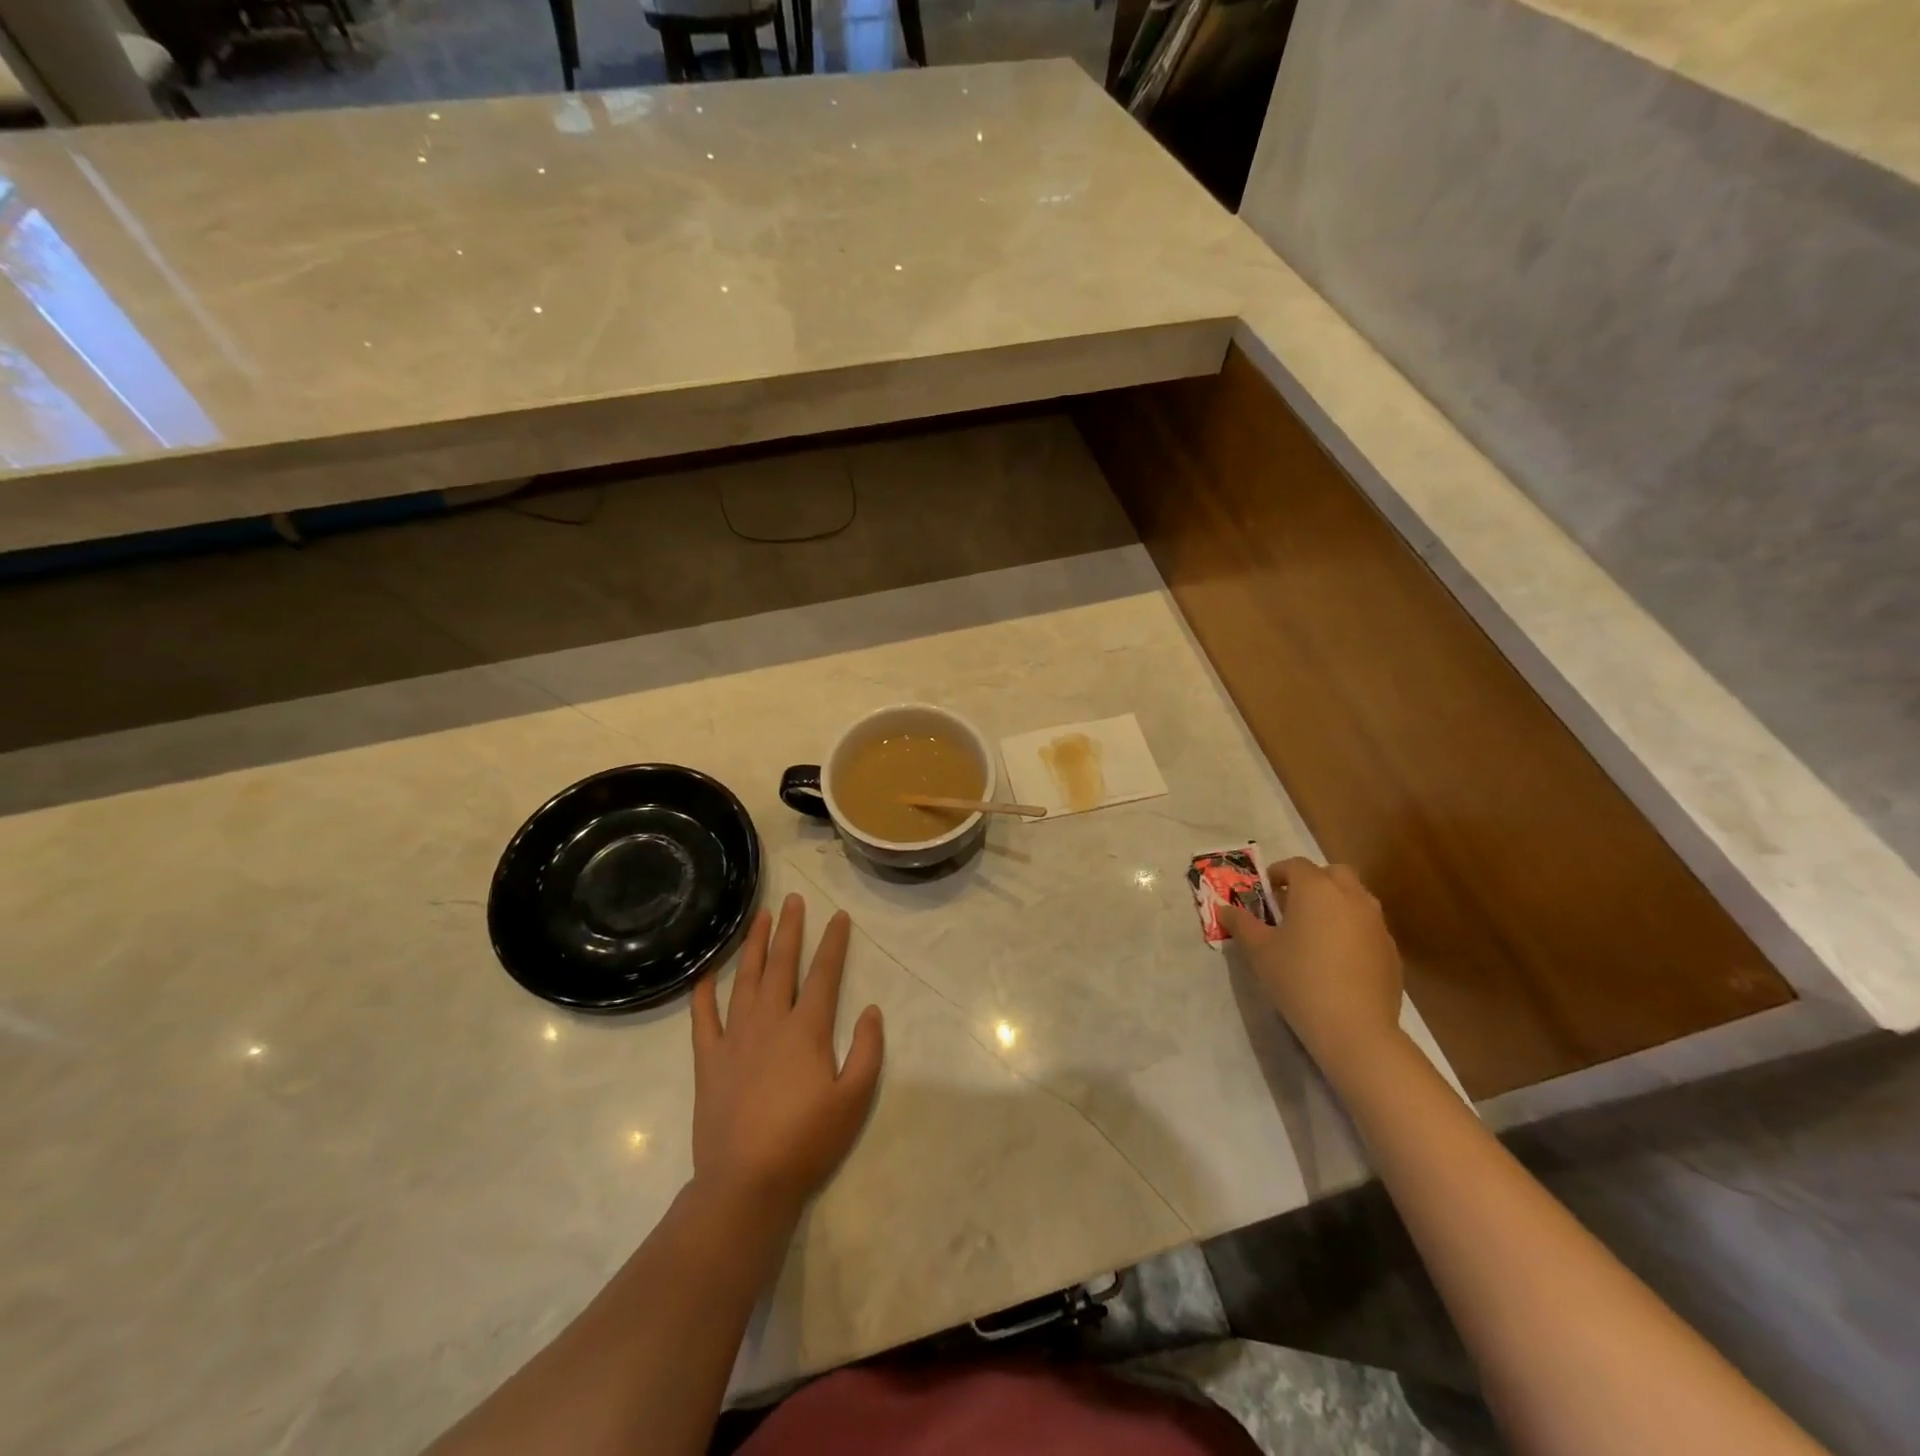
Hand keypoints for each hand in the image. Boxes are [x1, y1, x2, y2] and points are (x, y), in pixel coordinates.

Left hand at [691, 894, 884, 1220]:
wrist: (745, 1182)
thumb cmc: (806, 1141)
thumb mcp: (854, 1099)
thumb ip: (868, 1051)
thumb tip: (871, 1010)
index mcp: (807, 1030)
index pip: (824, 974)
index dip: (833, 942)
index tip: (838, 916)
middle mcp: (770, 1022)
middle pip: (781, 965)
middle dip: (790, 929)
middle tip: (793, 899)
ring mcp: (735, 1038)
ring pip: (744, 979)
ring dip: (752, 946)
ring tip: (758, 917)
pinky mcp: (709, 1060)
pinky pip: (703, 1018)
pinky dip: (704, 993)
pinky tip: (706, 974)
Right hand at [1220, 857, 1405, 1084]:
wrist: (1354, 1027)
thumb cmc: (1298, 979)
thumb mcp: (1259, 951)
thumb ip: (1241, 924)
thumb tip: (1225, 909)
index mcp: (1316, 889)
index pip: (1296, 865)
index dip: (1278, 873)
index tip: (1266, 892)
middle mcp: (1351, 897)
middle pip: (1334, 873)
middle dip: (1313, 882)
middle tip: (1293, 905)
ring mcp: (1377, 923)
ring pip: (1356, 898)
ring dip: (1336, 904)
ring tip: (1315, 933)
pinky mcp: (1392, 950)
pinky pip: (1368, 927)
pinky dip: (1353, 931)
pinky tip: (1338, 960)